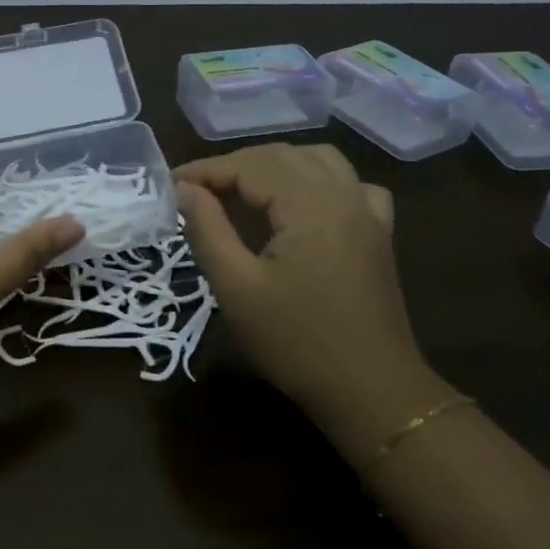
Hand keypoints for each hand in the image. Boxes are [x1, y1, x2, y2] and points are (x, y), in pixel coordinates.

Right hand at [175, 144, 451, 444]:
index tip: (170, 185)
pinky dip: (319, 179)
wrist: (371, 393)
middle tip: (196, 190)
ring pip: (318, 160)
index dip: (206, 170)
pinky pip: (350, 184)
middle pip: (282, 156)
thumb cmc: (296, 342)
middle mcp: (344, 195)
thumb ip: (207, 229)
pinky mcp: (379, 234)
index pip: (249, 166)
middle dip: (234, 165)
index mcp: (311, 205)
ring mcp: (368, 213)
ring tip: (241, 187)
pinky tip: (304, 201)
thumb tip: (184, 189)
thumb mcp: (237, 288)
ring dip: (275, 164)